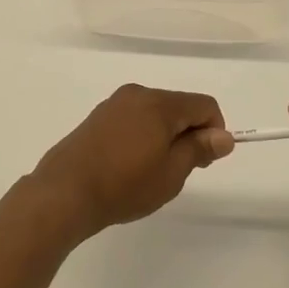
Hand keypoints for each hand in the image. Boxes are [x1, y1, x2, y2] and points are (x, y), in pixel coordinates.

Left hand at [33, 84, 234, 237]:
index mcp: (159, 103)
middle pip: (179, 106)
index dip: (214, 131)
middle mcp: (137, 94)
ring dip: (164, 136)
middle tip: (178, 172)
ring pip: (155, 113)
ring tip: (150, 172)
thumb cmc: (124, 185)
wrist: (64, 193)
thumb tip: (224, 136)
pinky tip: (128, 166)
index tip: (204, 161)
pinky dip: (142, 136)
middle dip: (188, 134)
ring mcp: (114, 104)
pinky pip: (133, 119)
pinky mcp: (97, 117)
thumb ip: (199, 149)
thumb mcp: (171, 173)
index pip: (204, 105)